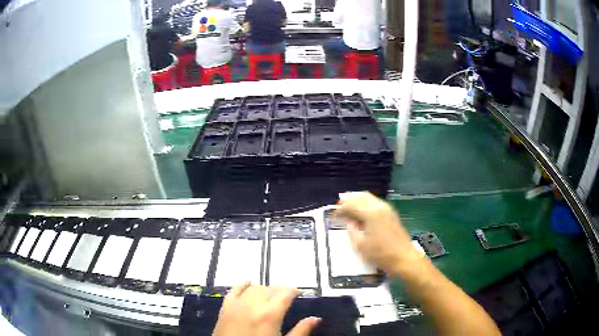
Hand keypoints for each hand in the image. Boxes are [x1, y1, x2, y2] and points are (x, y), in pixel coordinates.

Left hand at [213, 282, 320, 335]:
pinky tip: (248, 284)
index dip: (293, 291)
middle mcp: (253, 305)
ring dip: (264, 289)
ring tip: (270, 295)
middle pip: (269, 289)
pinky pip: (234, 290)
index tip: (298, 293)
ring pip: (253, 288)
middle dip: (280, 290)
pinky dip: (242, 285)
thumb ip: (301, 330)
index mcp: (270, 314)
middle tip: (286, 296)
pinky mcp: (225, 308)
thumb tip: (316, 319)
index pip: (285, 294)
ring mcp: (237, 305)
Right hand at [335, 192, 419, 274]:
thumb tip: (349, 223)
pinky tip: (362, 212)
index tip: (333, 216)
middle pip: (360, 196)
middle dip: (348, 200)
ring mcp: (387, 209)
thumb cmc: (381, 254)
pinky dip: (366, 204)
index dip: (340, 209)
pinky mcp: (391, 214)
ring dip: (357, 200)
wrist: (404, 258)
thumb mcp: (361, 246)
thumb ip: (352, 232)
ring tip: (348, 208)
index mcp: (371, 213)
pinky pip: (375, 202)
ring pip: (369, 197)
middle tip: (339, 207)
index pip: (351, 205)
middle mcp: (379, 206)